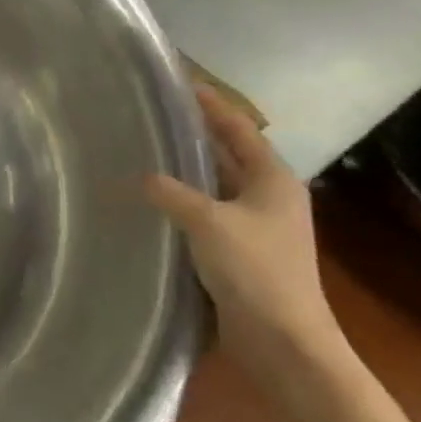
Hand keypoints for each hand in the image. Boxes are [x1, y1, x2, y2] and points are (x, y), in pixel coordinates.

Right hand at [144, 86, 347, 382]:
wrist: (282, 339)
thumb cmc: (254, 271)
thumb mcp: (207, 222)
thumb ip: (170, 192)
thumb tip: (138, 176)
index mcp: (273, 180)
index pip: (239, 129)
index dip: (211, 105)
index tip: (181, 82)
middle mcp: (268, 196)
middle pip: (228, 153)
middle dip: (195, 133)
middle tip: (153, 114)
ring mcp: (255, 225)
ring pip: (215, 183)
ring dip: (186, 168)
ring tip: (144, 150)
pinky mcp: (238, 249)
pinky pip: (205, 211)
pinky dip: (182, 199)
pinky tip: (152, 199)